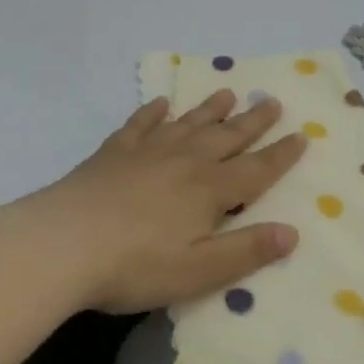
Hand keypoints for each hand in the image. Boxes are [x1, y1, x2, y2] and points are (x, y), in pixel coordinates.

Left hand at [0, 91, 307, 313]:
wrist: (62, 244)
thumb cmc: (136, 265)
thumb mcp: (199, 270)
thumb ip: (246, 251)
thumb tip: (292, 232)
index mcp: (209, 191)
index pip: (256, 169)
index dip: (281, 155)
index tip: (302, 136)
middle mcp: (184, 162)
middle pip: (226, 137)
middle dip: (253, 122)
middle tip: (272, 102)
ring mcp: (146, 153)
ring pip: (188, 124)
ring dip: (210, 110)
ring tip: (228, 93)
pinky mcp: (112, 154)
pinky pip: (139, 126)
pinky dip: (152, 113)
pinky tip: (160, 104)